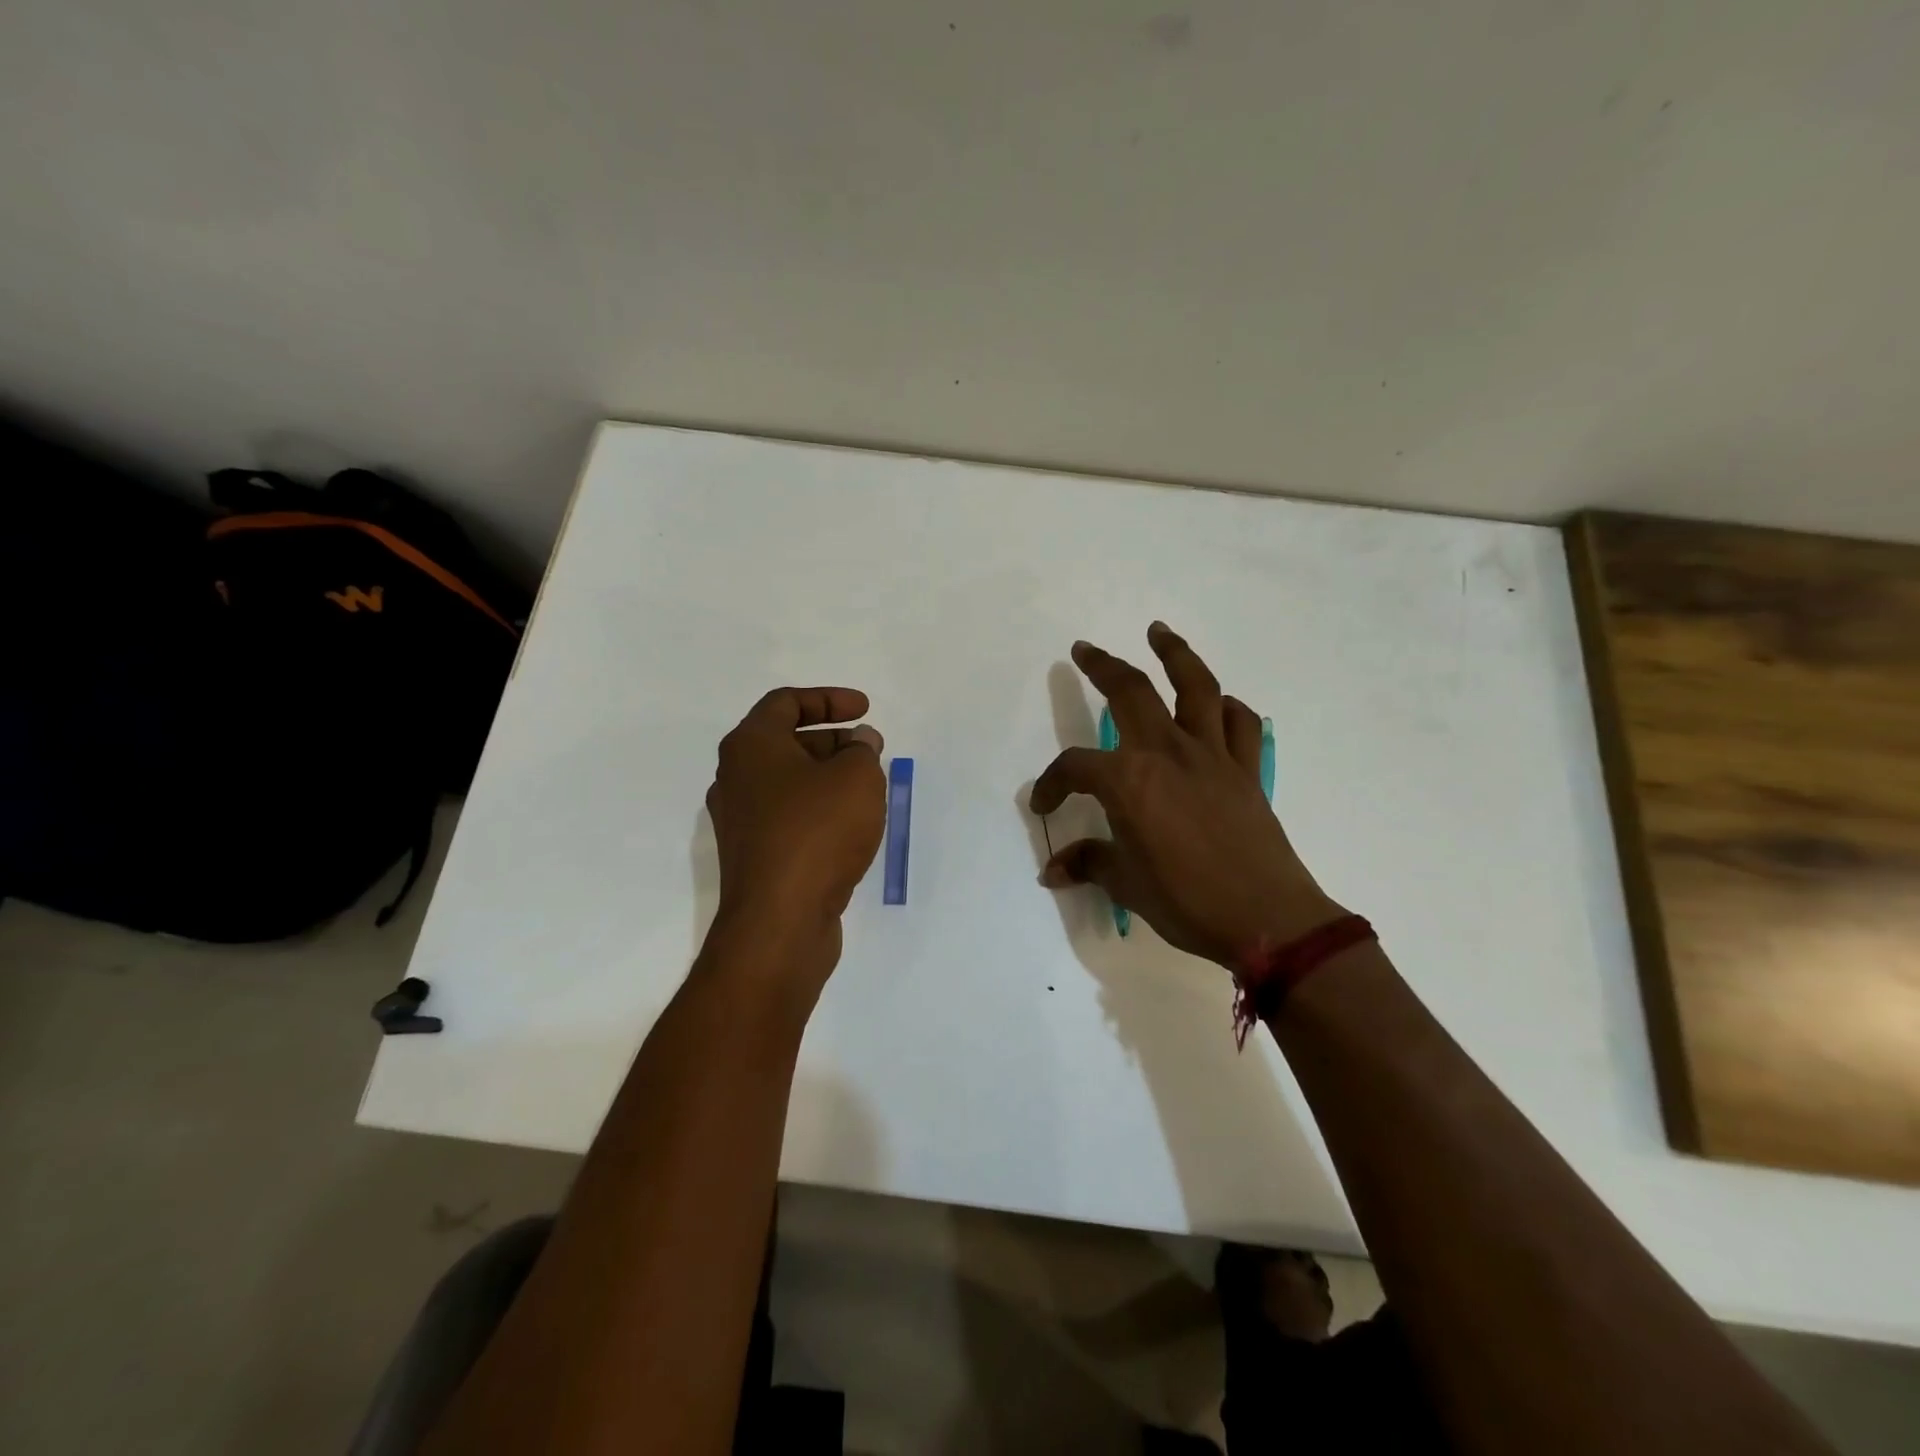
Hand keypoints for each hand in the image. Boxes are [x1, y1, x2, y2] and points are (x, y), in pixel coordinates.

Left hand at [705, 686, 886, 981]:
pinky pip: (788, 817)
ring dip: (827, 776)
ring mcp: (740, 821)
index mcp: (750, 746)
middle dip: (833, 740)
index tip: (865, 710)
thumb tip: (860, 742)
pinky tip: (849, 825)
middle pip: (785, 742)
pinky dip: (818, 808)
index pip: (786, 702)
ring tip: (867, 787)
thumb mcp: (856, 777)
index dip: (829, 699)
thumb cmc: (817, 832)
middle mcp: (735, 778)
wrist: (779, 920)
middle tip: (870, 751)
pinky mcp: (753, 856)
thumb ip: (863, 749)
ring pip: (787, 782)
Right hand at [1030, 623, 1344, 969]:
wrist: (1267, 920)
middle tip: (1084, 649)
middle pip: (1131, 691)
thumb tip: (1053, 871)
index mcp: (1129, 781)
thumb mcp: (1127, 884)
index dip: (1051, 784)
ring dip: (1175, 654)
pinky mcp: (1247, 770)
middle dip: (1103, 666)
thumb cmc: (1187, 901)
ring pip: (1195, 687)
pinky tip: (1219, 705)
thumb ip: (1089, 865)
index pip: (1076, 767)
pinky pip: (1239, 724)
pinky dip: (1227, 708)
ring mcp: (1212, 756)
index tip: (1043, 805)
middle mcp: (1168, 753)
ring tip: (1159, 632)